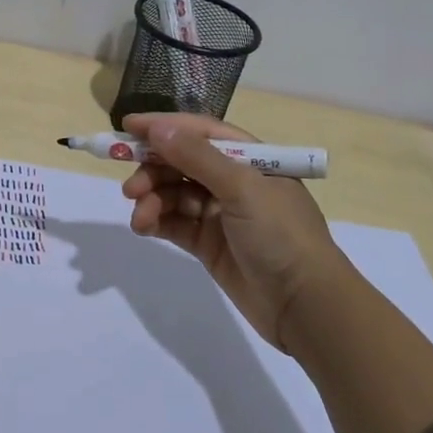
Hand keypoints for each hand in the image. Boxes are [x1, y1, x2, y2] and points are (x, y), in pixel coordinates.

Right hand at [120, 112, 344, 352]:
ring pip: (173, 194)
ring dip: (152, 200)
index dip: (164, 127)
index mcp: (249, 159)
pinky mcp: (208, 243)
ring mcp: (219, 213)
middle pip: (181, 162)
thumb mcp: (242, 188)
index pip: (199, 132)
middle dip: (152, 169)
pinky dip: (156, 221)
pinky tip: (143, 226)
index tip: (127, 126)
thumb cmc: (281, 235)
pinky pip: (174, 222)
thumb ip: (197, 157)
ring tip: (140, 217)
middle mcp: (233, 181)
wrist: (306, 307)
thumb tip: (157, 128)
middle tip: (130, 187)